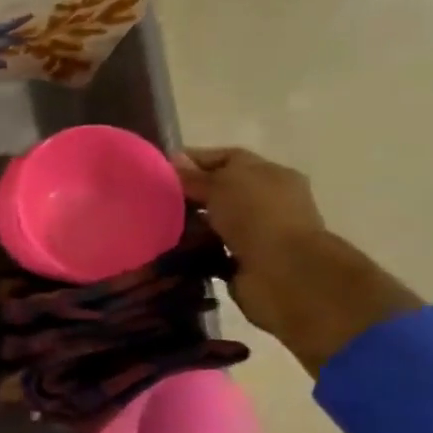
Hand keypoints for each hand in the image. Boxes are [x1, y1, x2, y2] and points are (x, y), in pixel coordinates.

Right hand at [173, 147, 419, 373]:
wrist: (283, 274)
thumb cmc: (258, 217)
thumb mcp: (222, 184)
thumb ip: (195, 175)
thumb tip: (172, 160)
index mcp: (270, 175)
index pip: (226, 158)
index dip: (192, 160)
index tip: (157, 168)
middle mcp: (265, 202)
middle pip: (218, 191)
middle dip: (186, 194)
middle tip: (149, 199)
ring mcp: (256, 234)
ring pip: (211, 222)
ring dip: (186, 224)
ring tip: (151, 225)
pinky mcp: (242, 263)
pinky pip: (209, 251)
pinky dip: (190, 251)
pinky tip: (166, 248)